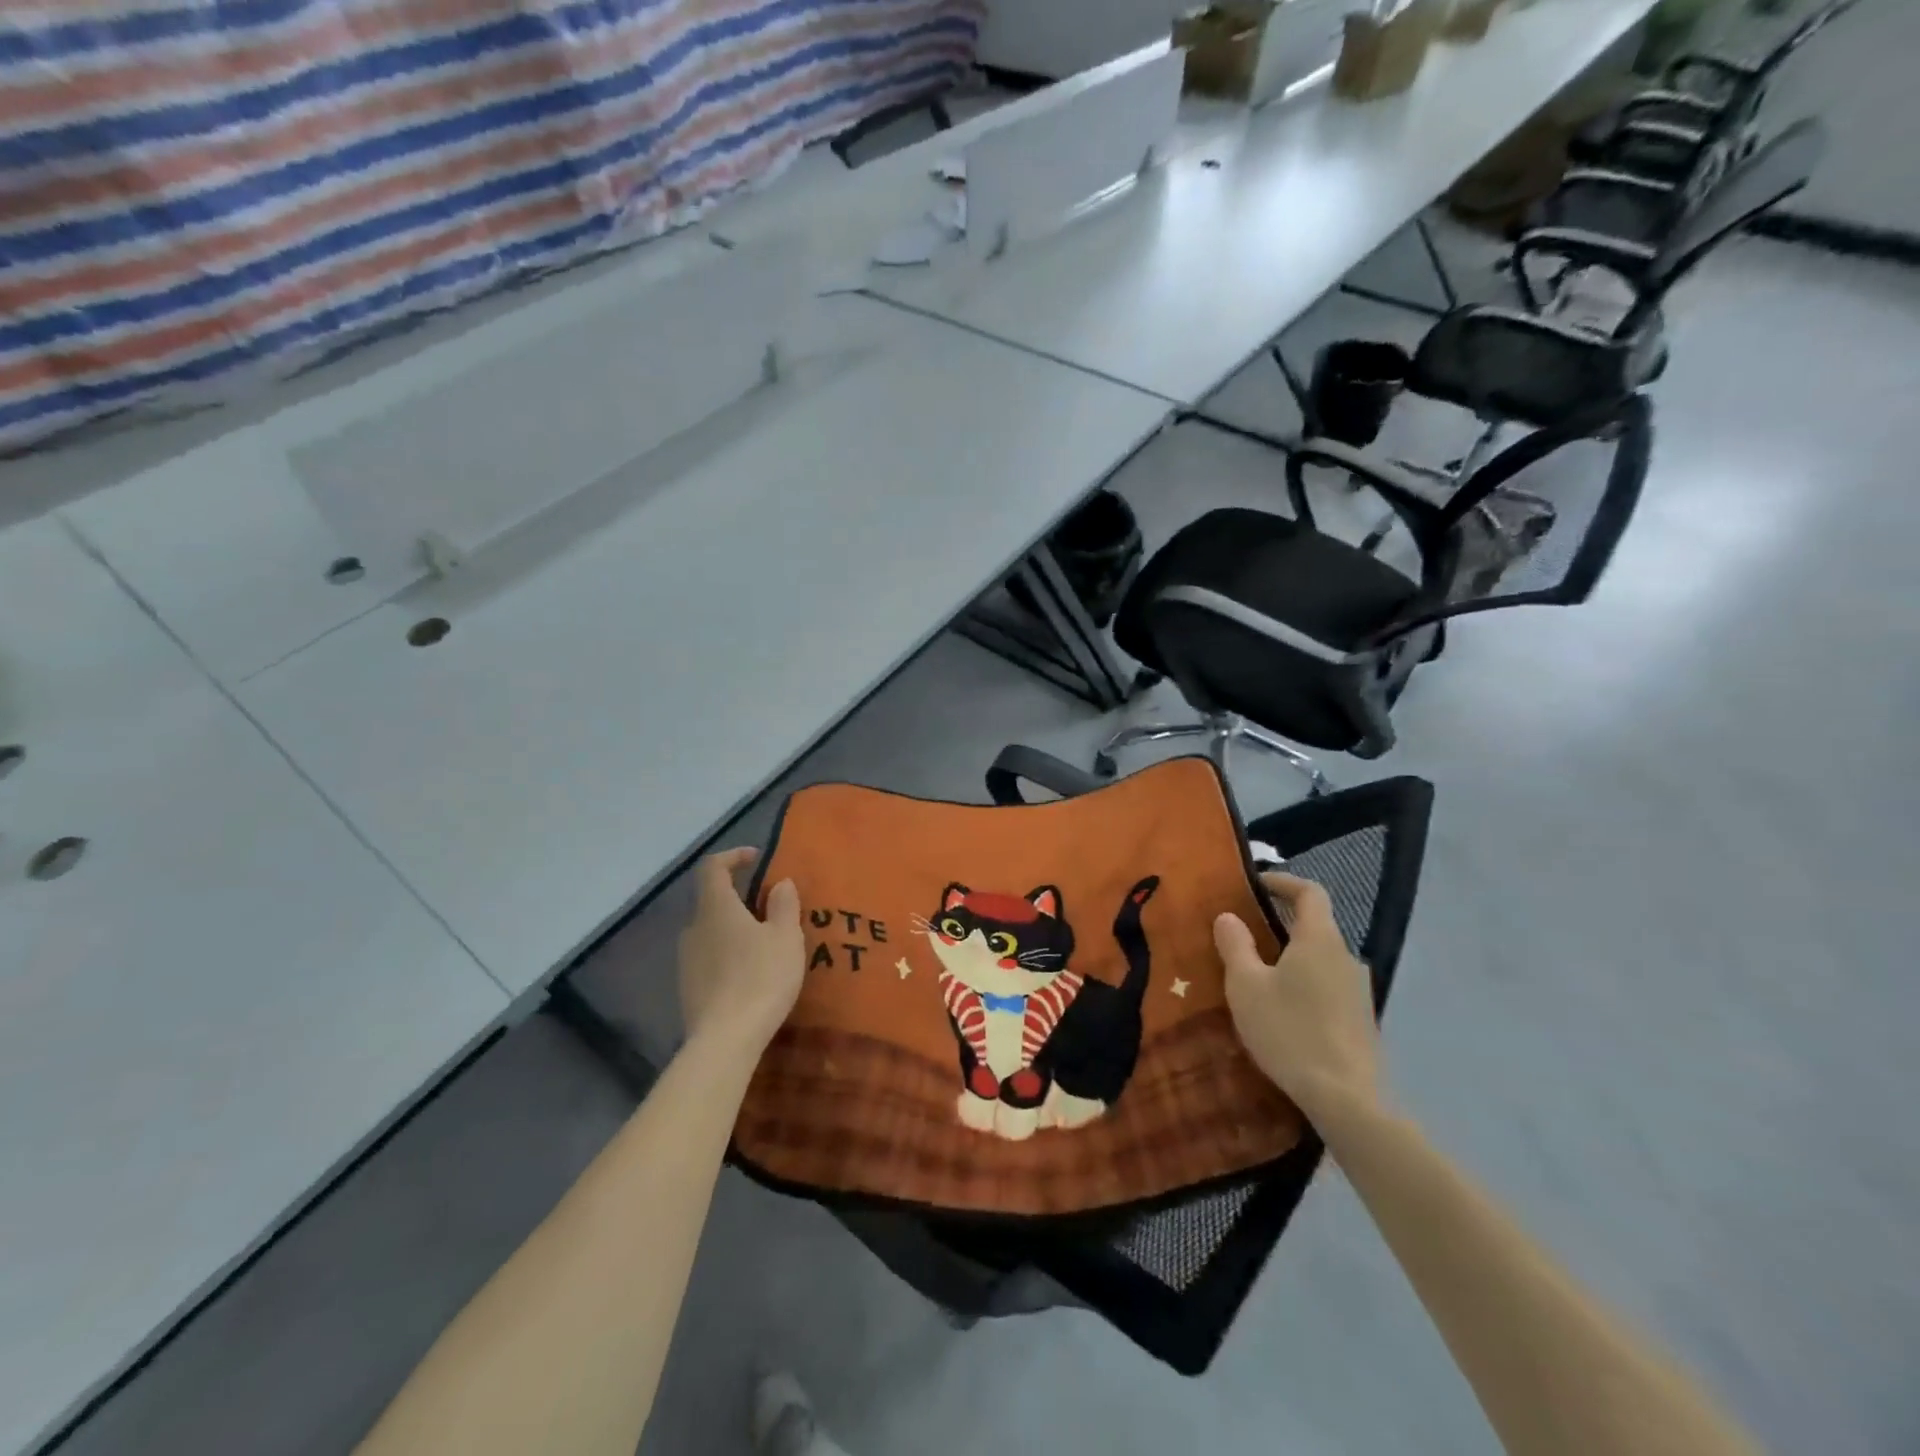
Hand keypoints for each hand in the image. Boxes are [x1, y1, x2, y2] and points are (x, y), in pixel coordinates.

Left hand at [677, 848, 803, 1059]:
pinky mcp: (687, 986)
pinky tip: (749, 972)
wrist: (725, 1040)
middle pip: (710, 899)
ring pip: (709, 930)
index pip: (713, 867)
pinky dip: (727, 953)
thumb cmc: (761, 977)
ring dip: (733, 927)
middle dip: (737, 897)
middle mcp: (693, 927)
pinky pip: (708, 956)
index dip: (733, 857)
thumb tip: (780, 883)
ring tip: (763, 942)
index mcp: (716, 907)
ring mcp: (686, 959)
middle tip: (768, 906)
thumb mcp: (786, 937)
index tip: (756, 859)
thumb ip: (784, 905)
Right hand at [1214, 873, 1381, 1123]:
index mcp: (1319, 940)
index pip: (1309, 892)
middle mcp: (1346, 957)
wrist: (1346, 1099)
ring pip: (1321, 960)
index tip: (1256, 885)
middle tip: (1246, 934)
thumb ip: (1236, 945)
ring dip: (1293, 959)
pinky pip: (1329, 987)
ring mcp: (1359, 991)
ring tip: (1260, 976)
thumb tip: (1228, 916)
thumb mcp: (1246, 986)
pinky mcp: (1362, 1021)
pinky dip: (1305, 985)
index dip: (1283, 882)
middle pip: (1316, 926)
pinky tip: (1284, 1011)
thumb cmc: (1289, 1031)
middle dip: (1281, 924)